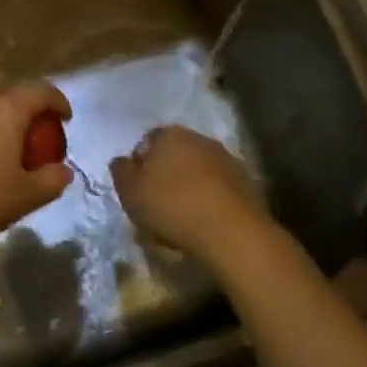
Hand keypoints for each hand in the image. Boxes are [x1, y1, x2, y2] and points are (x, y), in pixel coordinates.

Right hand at [109, 126, 268, 264]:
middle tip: (157, 203)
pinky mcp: (246, 182)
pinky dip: (209, 200)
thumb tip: (123, 161)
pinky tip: (203, 222)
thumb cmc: (171, 206)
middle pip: (174, 155)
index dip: (139, 165)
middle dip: (165, 174)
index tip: (137, 190)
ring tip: (181, 217)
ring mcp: (226, 159)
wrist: (231, 232)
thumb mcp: (129, 192)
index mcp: (168, 135)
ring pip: (197, 171)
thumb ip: (120, 171)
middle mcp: (198, 139)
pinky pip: (217, 188)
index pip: (146, 142)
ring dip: (188, 187)